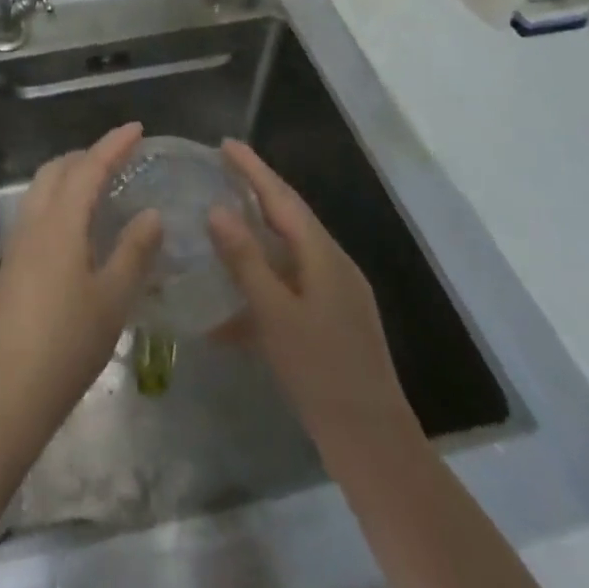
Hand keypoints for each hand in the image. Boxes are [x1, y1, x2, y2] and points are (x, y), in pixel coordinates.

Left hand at [0, 122, 162, 443]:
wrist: (8, 390)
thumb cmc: (67, 343)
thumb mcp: (113, 298)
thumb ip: (134, 251)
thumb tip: (151, 214)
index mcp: (61, 222)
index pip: (89, 167)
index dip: (113, 145)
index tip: (137, 129)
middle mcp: (35, 221)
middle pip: (58, 169)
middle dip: (88, 155)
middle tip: (120, 158)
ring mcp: (18, 241)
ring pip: (43, 188)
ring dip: (70, 176)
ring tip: (101, 186)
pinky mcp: (12, 263)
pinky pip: (37, 210)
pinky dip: (60, 199)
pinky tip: (78, 227)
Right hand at [208, 139, 416, 457]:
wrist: (372, 443)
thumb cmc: (320, 371)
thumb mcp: (274, 314)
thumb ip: (245, 260)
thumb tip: (217, 209)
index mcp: (323, 255)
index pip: (282, 198)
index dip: (253, 169)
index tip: (226, 144)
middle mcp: (333, 264)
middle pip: (289, 217)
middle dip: (257, 191)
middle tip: (222, 170)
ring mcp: (337, 293)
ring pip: (290, 249)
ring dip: (258, 232)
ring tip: (223, 220)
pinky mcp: (333, 320)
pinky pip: (292, 281)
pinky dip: (265, 277)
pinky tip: (236, 297)